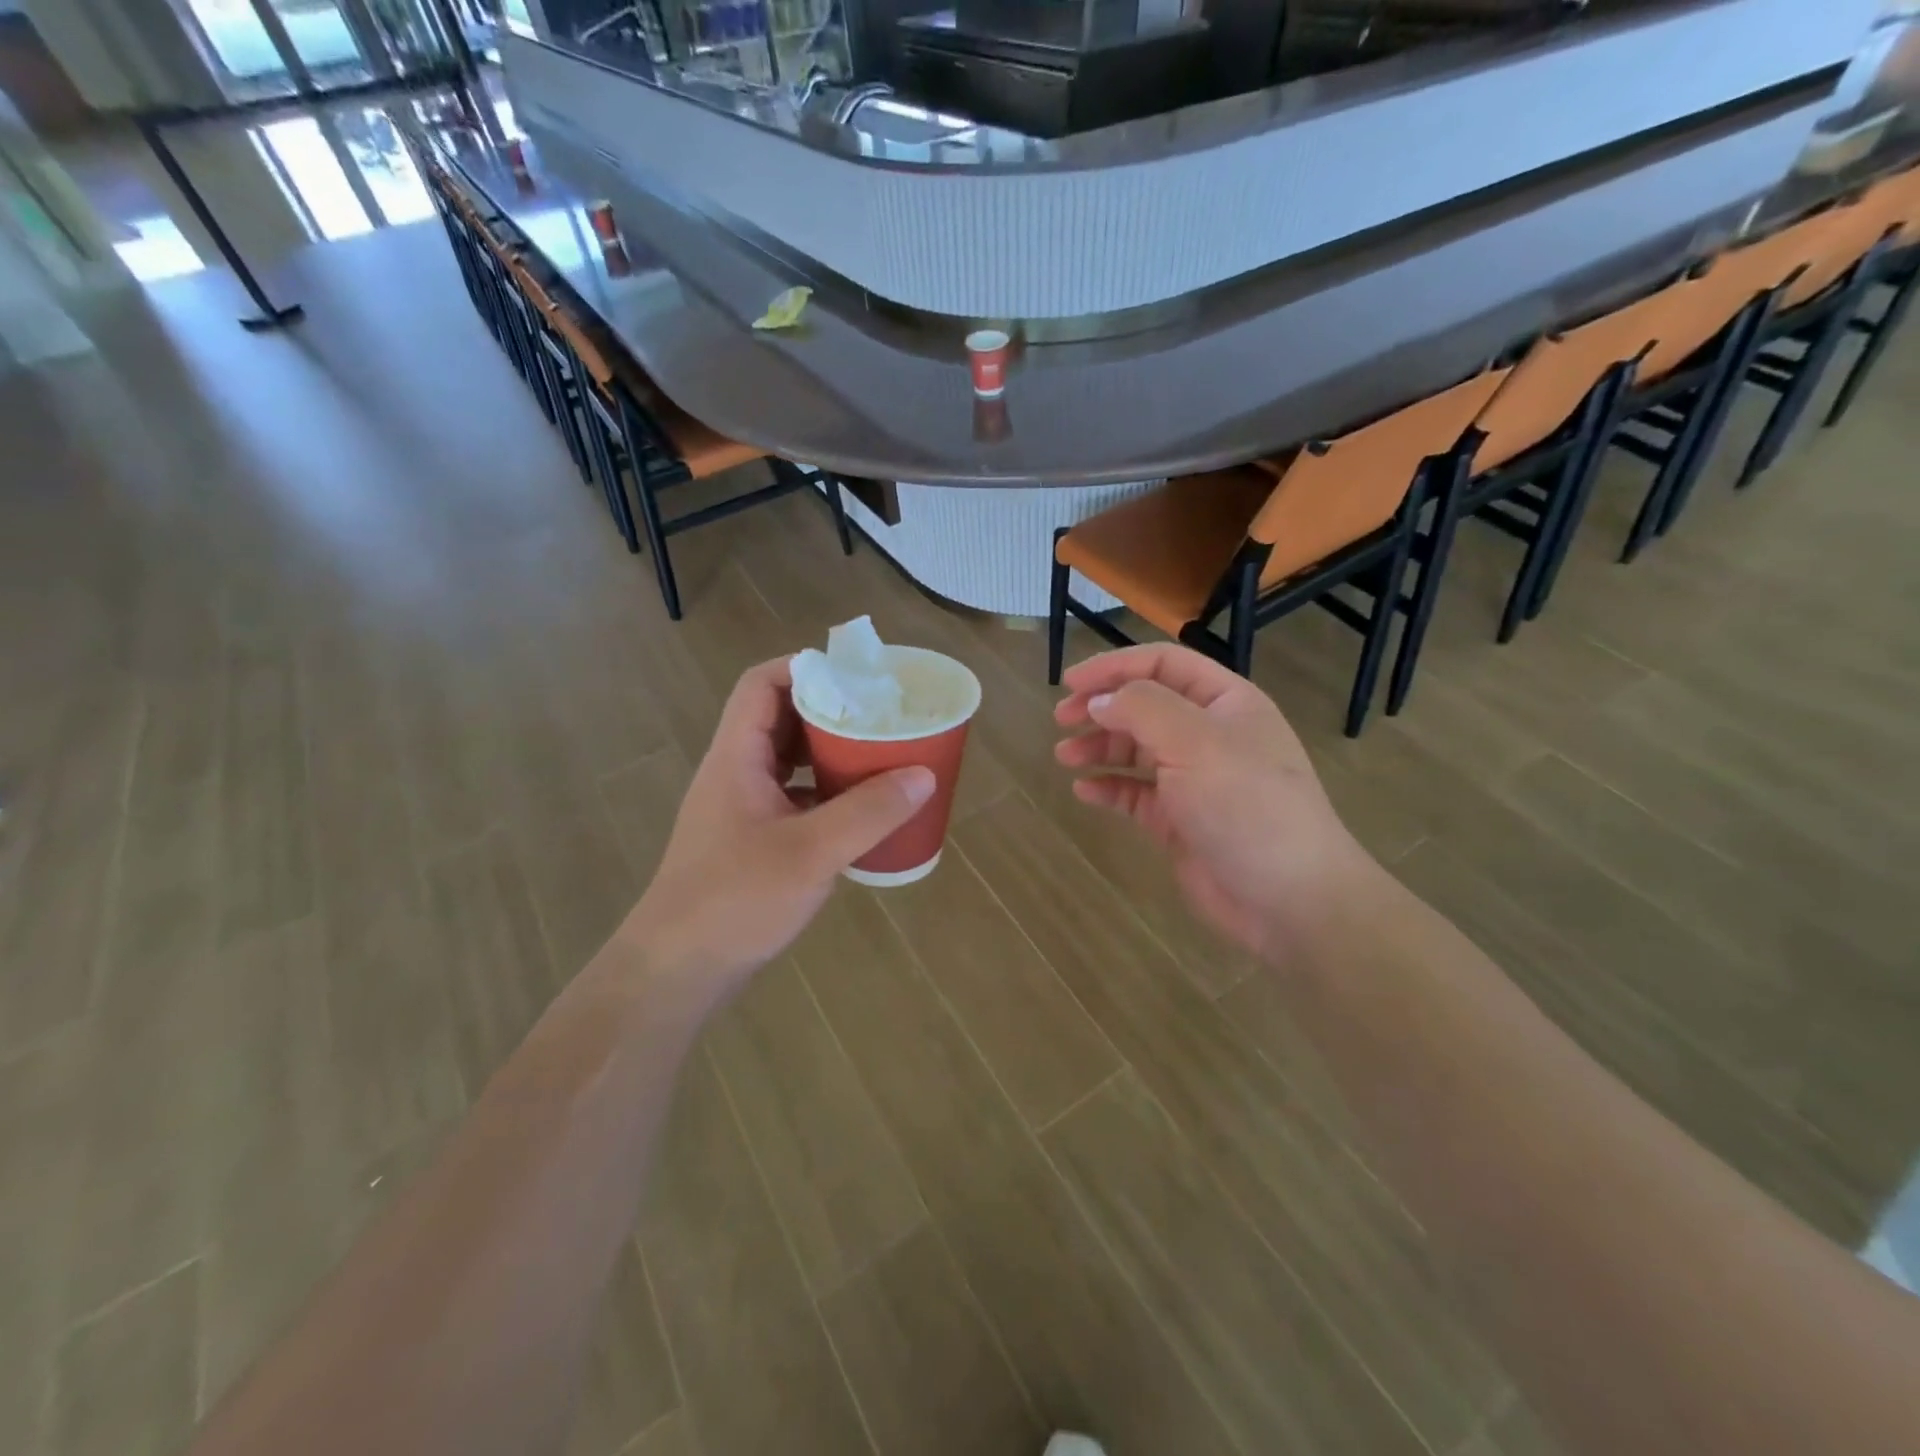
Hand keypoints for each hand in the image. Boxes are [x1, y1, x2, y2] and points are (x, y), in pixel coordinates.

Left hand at [624, 658, 933, 996]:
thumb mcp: (811, 852)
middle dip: (830, 711)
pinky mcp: (749, 841)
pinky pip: (791, 798)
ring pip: (787, 761)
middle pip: (779, 719)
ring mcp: (740, 809)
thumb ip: (869, 812)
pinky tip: (858, 812)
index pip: (761, 684)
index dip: (805, 667)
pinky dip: (824, 794)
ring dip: (828, 754)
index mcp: (736, 758)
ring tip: (877, 756)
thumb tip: (923, 775)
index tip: (857, 675)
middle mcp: (734, 773)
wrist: (676, 970)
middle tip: (880, 715)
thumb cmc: (735, 900)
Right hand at [1054, 644, 1375, 961]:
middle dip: (1101, 707)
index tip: (1071, 684)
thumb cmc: (1246, 805)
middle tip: (1060, 719)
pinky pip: (1136, 794)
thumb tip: (1099, 701)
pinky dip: (1109, 788)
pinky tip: (1084, 791)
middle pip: (1145, 705)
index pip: (1163, 664)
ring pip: (1137, 749)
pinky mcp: (1180, 820)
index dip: (1115, 667)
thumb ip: (1141, 709)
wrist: (1289, 897)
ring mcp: (1195, 779)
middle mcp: (1210, 734)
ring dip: (1099, 747)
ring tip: (1065, 757)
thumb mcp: (1195, 742)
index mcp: (1225, 702)